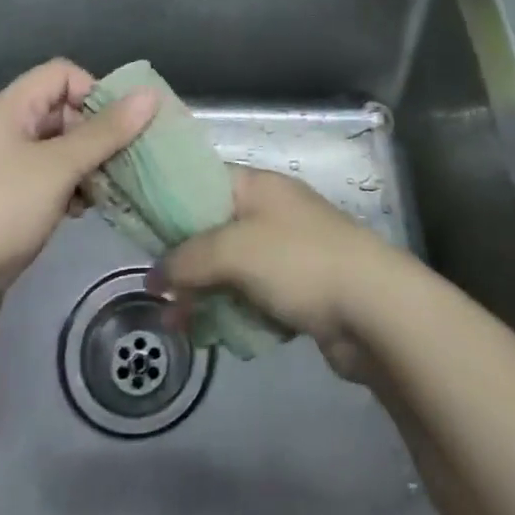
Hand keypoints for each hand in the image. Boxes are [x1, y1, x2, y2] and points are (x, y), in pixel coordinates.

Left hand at [0, 60, 155, 333]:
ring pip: (52, 149)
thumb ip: (106, 131)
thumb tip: (150, 95)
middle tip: (119, 161)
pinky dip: (65, 187)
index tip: (118, 126)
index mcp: (5, 109)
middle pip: (58, 110)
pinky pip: (41, 178)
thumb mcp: (60, 167)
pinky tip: (80, 211)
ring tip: (103, 190)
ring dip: (83, 164)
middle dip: (93, 133)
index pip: (59, 74)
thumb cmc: (2, 212)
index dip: (93, 91)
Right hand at [150, 165, 409, 378]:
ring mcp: (287, 250)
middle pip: (213, 228)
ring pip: (231, 267)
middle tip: (158, 294)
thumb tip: (154, 276)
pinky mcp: (299, 288)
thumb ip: (188, 257)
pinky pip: (253, 295)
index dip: (169, 202)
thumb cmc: (300, 262)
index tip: (140, 230)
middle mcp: (271, 211)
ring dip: (205, 293)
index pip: (203, 180)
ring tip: (179, 324)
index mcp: (258, 185)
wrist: (374, 309)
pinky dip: (233, 311)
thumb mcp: (234, 250)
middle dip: (184, 261)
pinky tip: (214, 334)